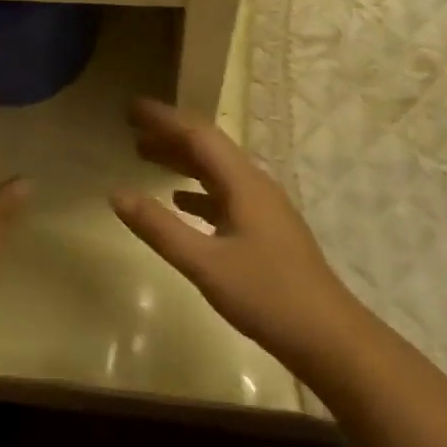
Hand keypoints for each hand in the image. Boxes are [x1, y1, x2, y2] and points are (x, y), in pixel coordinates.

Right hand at [110, 98, 350, 371]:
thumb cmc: (267, 296)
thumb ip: (159, 228)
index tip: (131, 107)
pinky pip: (224, 195)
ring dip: (181, 160)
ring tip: (144, 155)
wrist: (330, 338)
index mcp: (243, 183)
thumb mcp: (205, 264)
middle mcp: (254, 185)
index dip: (164, 118)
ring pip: (215, 171)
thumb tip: (116, 193)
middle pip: (207, 148)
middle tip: (131, 127)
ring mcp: (263, 208)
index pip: (198, 135)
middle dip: (169, 134)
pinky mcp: (265, 231)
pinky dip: (196, 191)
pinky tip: (179, 201)